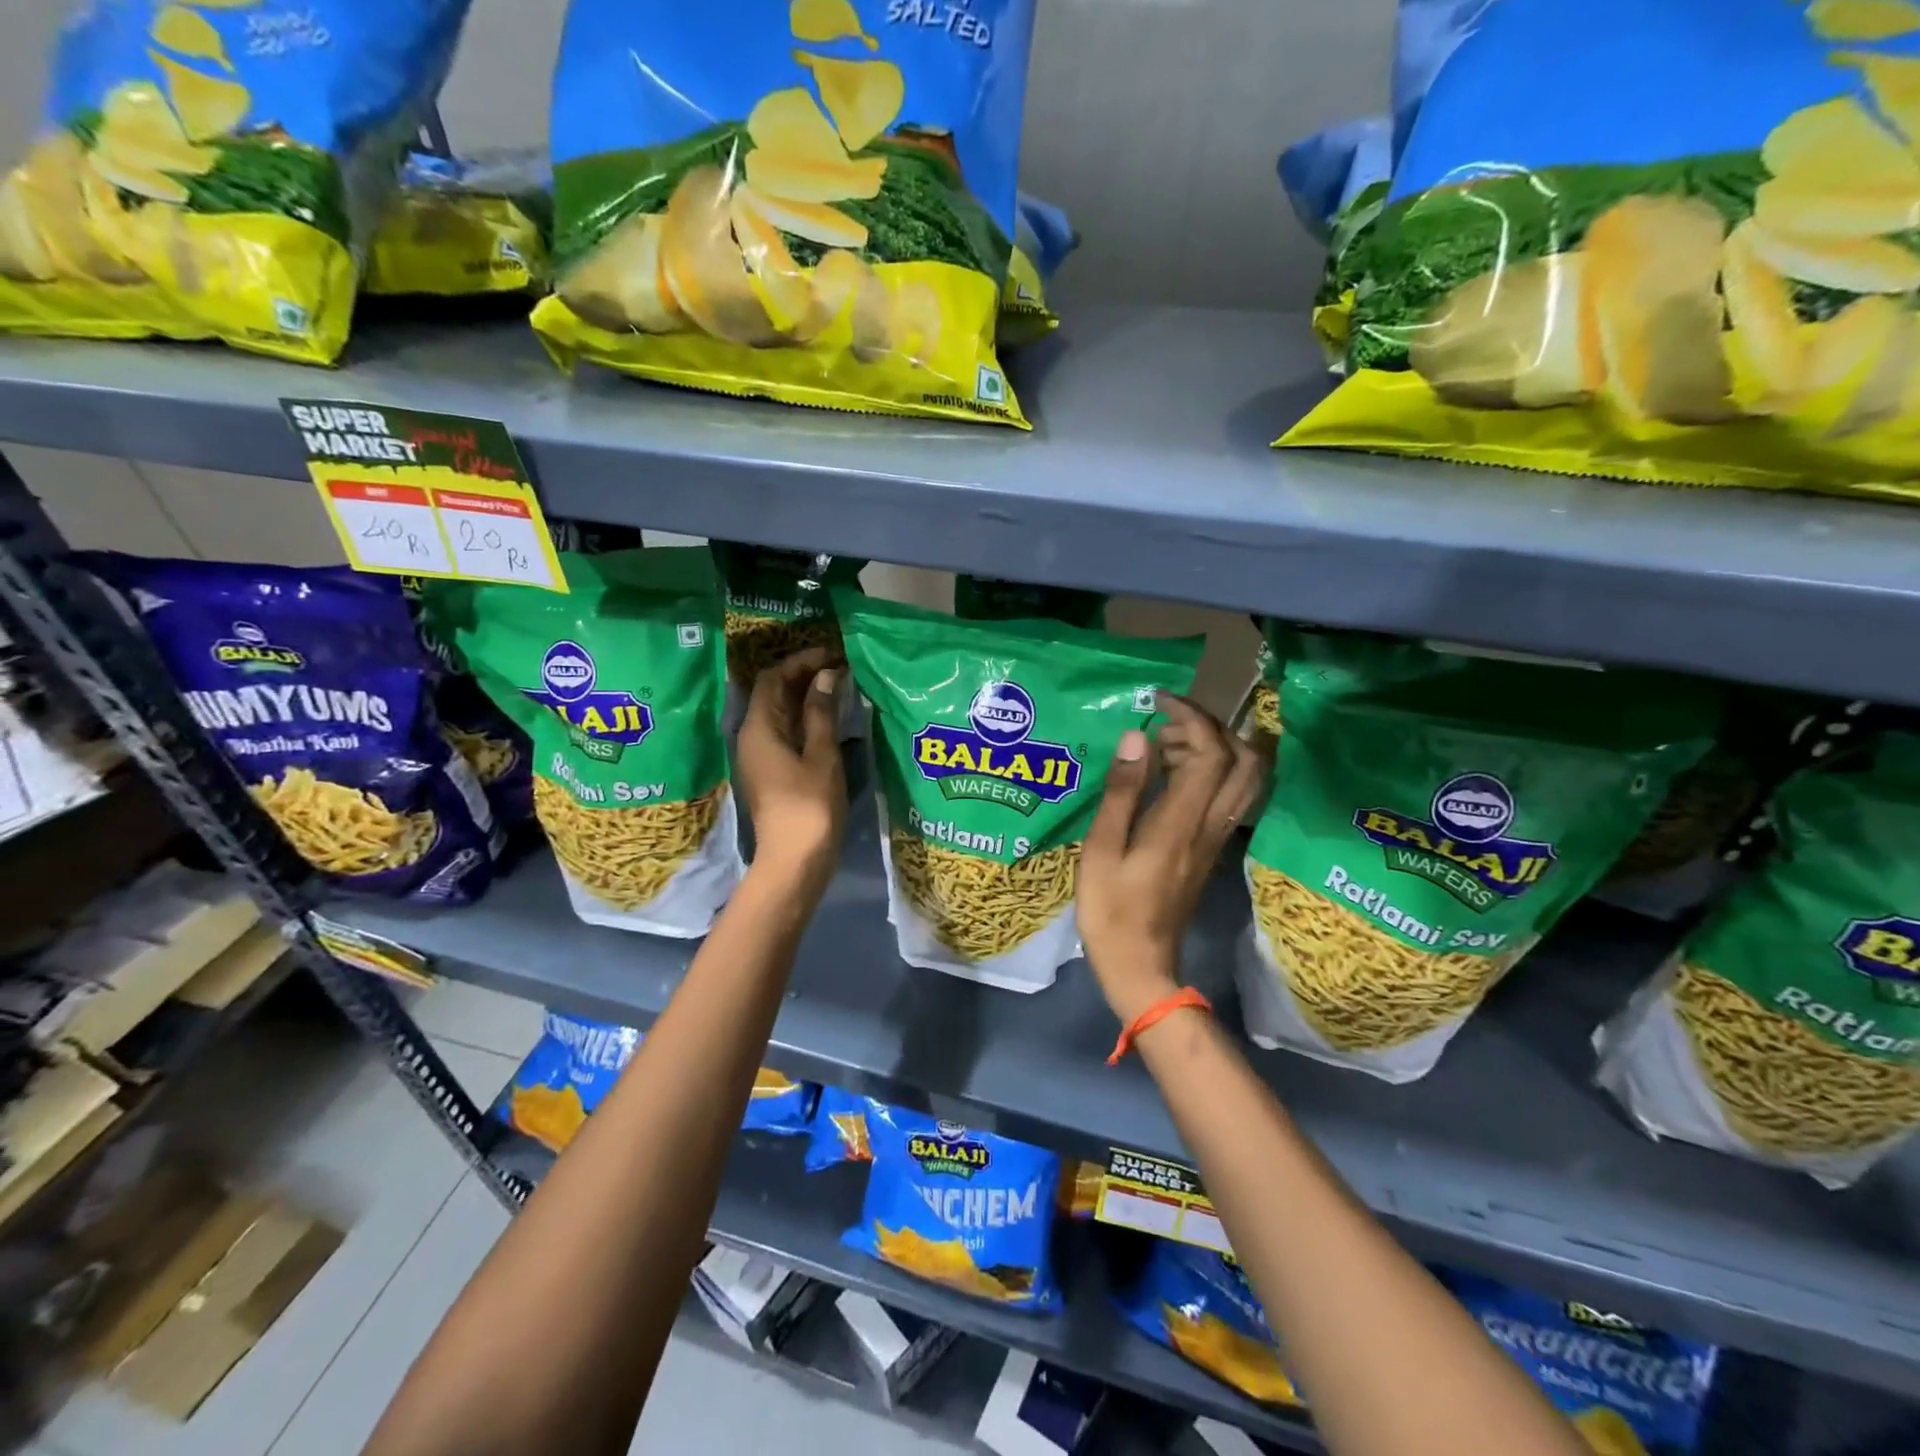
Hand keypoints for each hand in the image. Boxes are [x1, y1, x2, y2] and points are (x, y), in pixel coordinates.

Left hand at [736, 646, 846, 896]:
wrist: (795, 861)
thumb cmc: (809, 805)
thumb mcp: (821, 755)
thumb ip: (822, 713)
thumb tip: (826, 675)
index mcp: (759, 728)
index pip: (772, 678)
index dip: (800, 661)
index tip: (832, 655)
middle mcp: (751, 737)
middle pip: (773, 694)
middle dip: (804, 676)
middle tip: (840, 669)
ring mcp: (760, 757)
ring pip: (780, 714)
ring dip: (806, 698)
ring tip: (839, 689)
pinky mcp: (771, 773)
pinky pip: (785, 733)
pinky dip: (806, 720)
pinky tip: (831, 721)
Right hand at [1078, 694, 1263, 1023]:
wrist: (1141, 965)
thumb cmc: (1111, 909)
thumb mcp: (1102, 848)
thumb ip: (1122, 791)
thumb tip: (1139, 737)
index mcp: (1182, 822)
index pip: (1211, 752)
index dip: (1193, 717)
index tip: (1160, 702)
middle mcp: (1210, 825)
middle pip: (1245, 761)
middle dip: (1214, 727)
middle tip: (1169, 722)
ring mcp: (1215, 840)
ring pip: (1245, 780)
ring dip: (1218, 749)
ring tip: (1168, 745)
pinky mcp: (1210, 851)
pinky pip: (1229, 798)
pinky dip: (1212, 772)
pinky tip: (1173, 776)